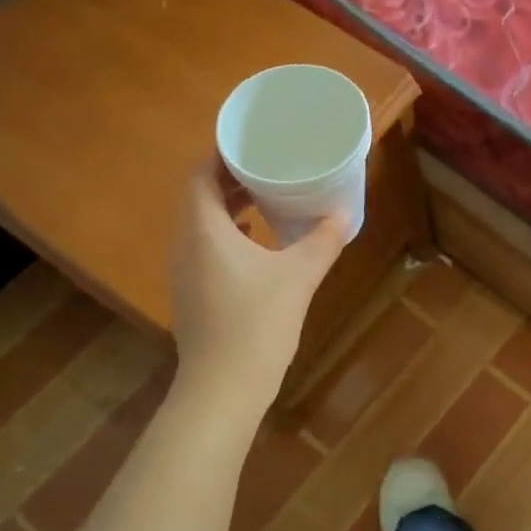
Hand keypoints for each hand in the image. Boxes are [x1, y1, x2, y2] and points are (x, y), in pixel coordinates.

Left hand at [169, 160, 349, 402]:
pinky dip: (228, 233)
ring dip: (228, 206)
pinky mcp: (194, 292)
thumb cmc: (257, 323)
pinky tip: (259, 241)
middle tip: (266, 165)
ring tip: (264, 195)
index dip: (222, 155)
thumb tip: (344, 212)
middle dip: (229, 178)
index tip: (252, 143)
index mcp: (203, 230)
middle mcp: (185, 244)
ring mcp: (186, 271)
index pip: (200, 175)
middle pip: (199, 196)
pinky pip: (205, 246)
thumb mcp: (299, 276)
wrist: (224, 387)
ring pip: (201, 223)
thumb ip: (322, 240)